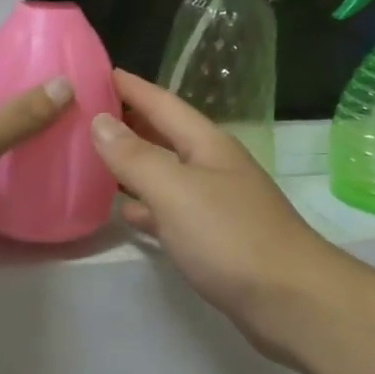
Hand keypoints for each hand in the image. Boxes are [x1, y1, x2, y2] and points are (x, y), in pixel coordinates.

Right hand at [90, 71, 342, 365]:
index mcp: (207, 145)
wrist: (290, 301)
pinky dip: (146, 208)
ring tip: (93, 159)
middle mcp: (212, 167)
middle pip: (165, 135)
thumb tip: (99, 121)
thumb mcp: (176, 190)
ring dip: (133, 164)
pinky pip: (170, 212)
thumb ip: (135, 157)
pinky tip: (124, 214)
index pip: (162, 103)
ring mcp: (215, 204)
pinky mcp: (213, 240)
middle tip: (84, 114)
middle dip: (128, 122)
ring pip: (165, 173)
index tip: (94, 71)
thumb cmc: (231, 237)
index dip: (130, 87)